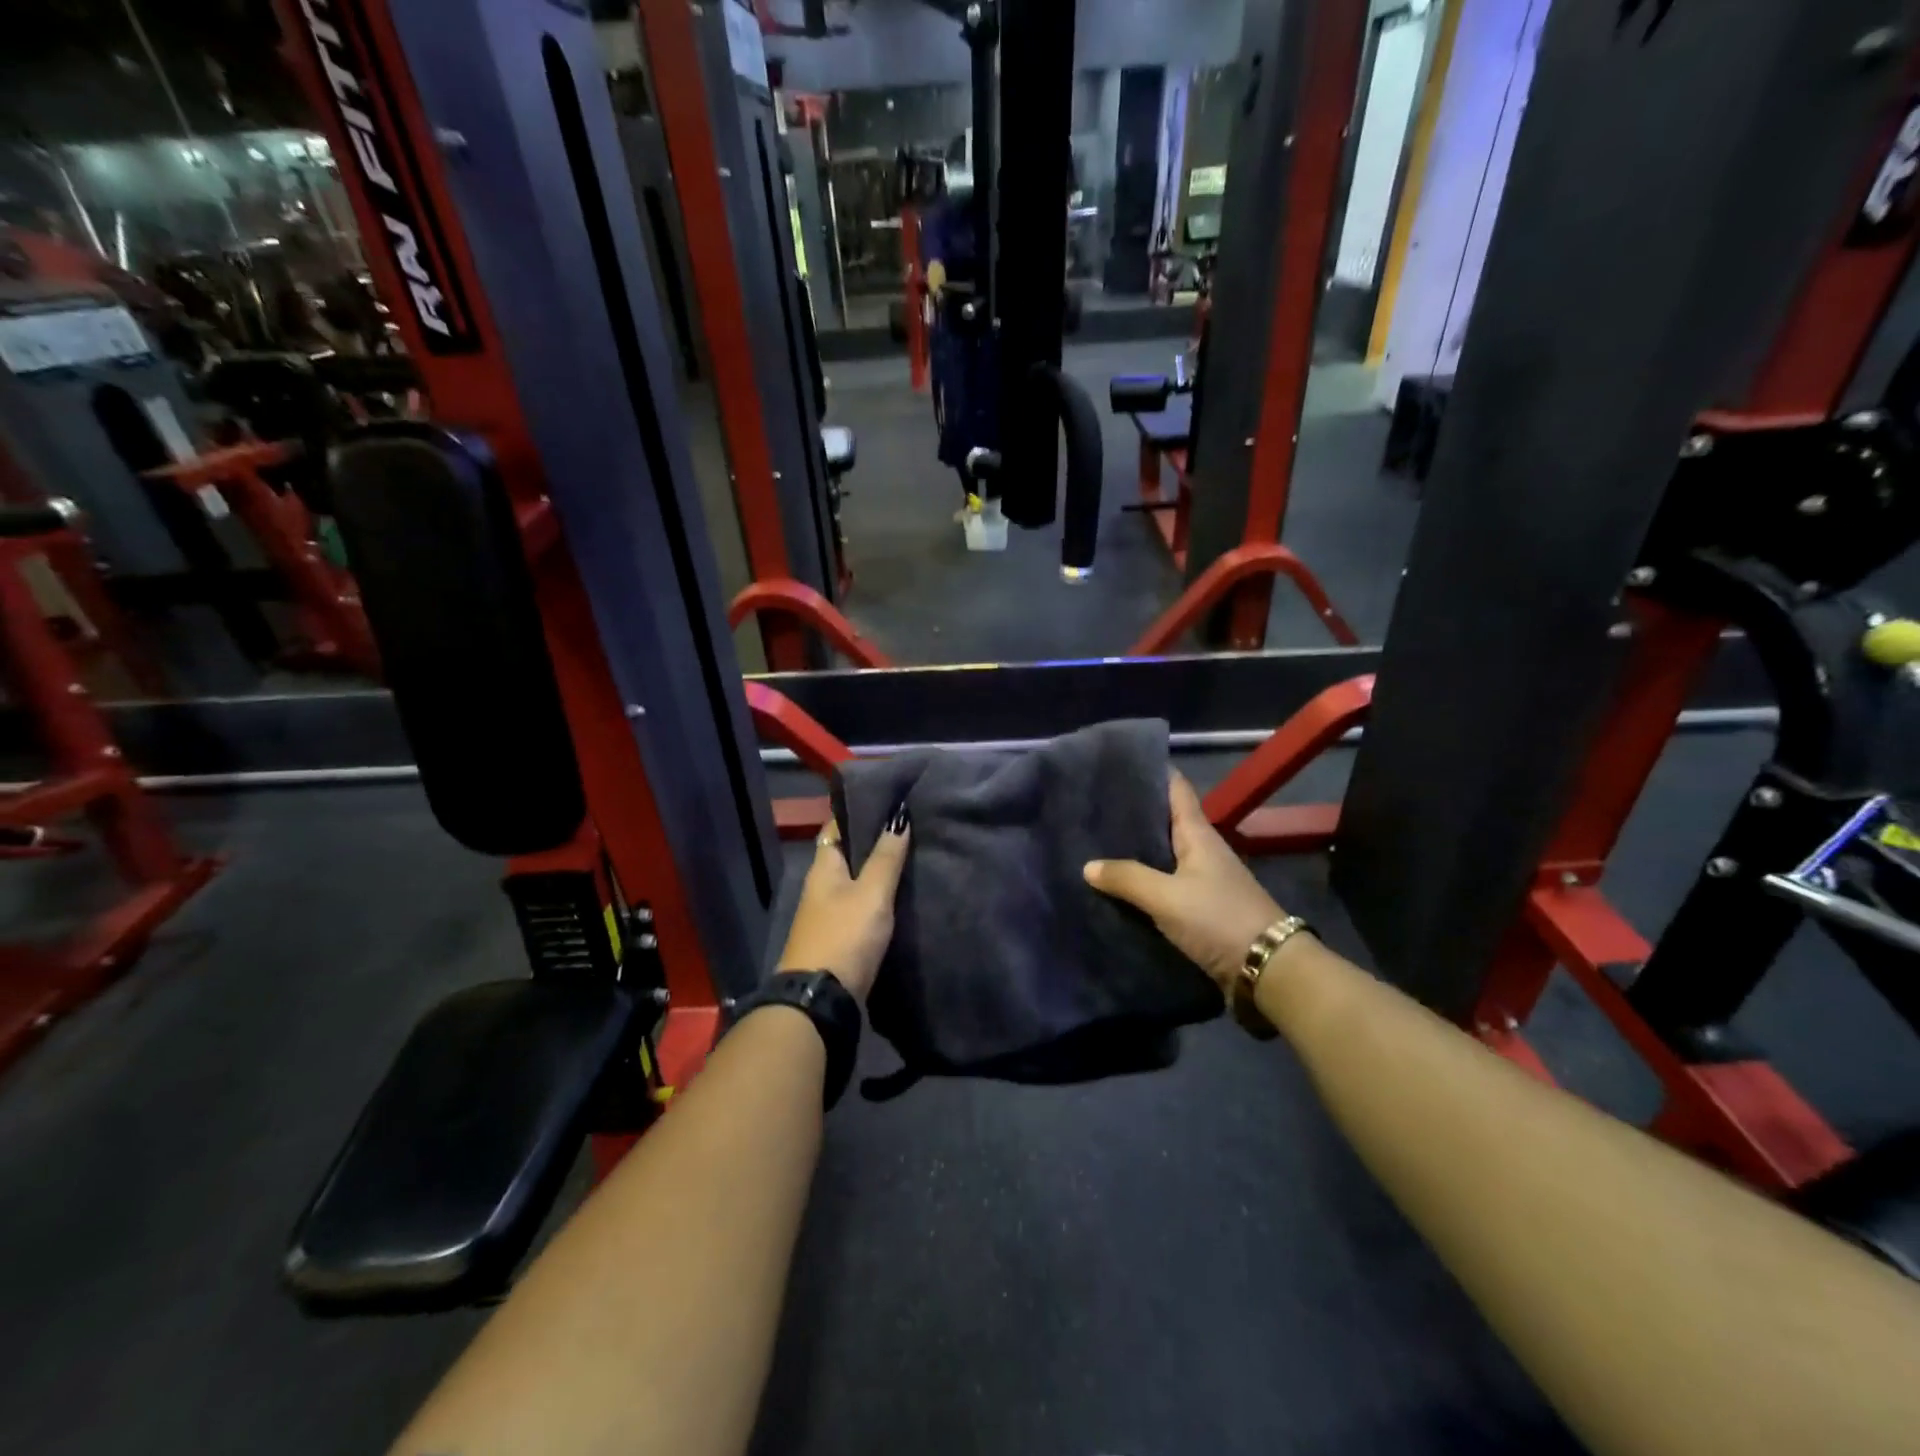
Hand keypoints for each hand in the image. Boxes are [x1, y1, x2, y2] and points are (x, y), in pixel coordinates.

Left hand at [776, 805, 910, 1003]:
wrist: (822, 1000)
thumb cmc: (844, 936)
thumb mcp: (871, 893)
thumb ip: (886, 857)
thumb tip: (898, 814)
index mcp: (823, 868)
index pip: (836, 827)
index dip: (857, 810)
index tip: (886, 798)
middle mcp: (822, 887)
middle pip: (846, 854)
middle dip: (872, 840)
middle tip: (909, 824)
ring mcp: (828, 915)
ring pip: (855, 881)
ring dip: (878, 870)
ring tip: (913, 854)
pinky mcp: (840, 939)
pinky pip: (861, 906)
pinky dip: (879, 897)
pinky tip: (902, 895)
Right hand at [1084, 772, 1285, 994]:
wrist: (1267, 969)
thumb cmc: (1219, 919)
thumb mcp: (1167, 897)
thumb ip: (1127, 878)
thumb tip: (1088, 866)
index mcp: (1198, 834)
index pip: (1175, 789)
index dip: (1151, 772)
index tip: (1116, 764)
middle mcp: (1201, 850)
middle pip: (1164, 821)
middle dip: (1132, 813)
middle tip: (1091, 806)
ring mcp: (1202, 880)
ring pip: (1162, 854)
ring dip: (1135, 850)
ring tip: (1094, 843)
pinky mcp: (1199, 908)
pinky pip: (1164, 885)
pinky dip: (1142, 882)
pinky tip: (1116, 887)